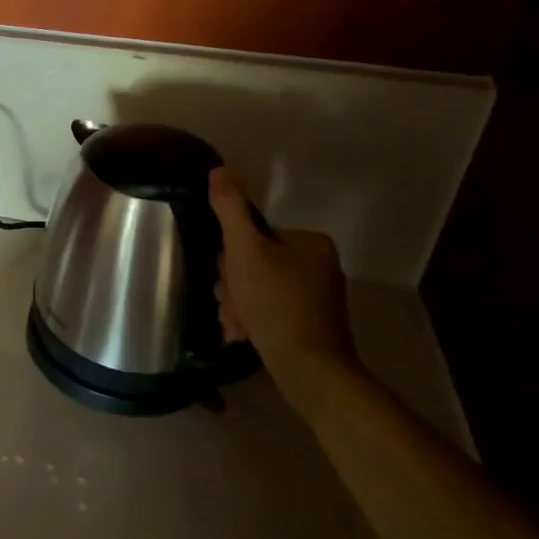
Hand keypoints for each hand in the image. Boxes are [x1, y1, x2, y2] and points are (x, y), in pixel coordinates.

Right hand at [209, 166, 358, 415]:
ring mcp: (316, 298)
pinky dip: (252, 320)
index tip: (228, 278)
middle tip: (232, 303)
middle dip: (234, 285)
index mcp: (310, 244)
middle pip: (254, 263)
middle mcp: (319, 266)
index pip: (254, 236)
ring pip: (257, 289)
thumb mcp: (245, 250)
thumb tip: (220, 170)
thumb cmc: (276, 303)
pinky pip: (269, 311)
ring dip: (238, 304)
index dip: (232, 256)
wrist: (309, 369)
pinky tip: (244, 334)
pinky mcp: (310, 325)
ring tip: (237, 323)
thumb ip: (230, 209)